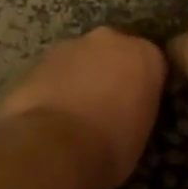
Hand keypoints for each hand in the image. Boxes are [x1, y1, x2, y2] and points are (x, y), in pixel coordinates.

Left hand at [0, 27, 165, 188]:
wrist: (54, 147)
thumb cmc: (111, 146)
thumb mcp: (141, 133)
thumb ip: (136, 108)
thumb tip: (124, 114)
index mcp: (144, 55)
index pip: (152, 63)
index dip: (143, 86)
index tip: (137, 106)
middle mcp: (109, 40)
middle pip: (113, 52)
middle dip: (109, 72)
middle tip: (105, 107)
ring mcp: (68, 46)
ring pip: (79, 60)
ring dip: (78, 79)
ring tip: (73, 115)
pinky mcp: (35, 60)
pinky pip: (51, 74)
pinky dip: (52, 89)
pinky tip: (48, 117)